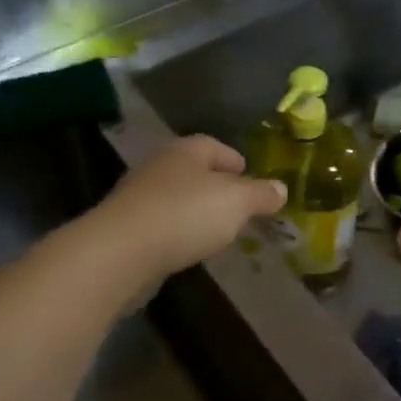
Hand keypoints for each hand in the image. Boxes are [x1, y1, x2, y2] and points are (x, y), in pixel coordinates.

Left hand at [94, 134, 285, 280]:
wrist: (120, 253)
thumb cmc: (185, 214)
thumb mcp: (236, 202)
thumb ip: (260, 194)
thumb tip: (281, 188)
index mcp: (186, 151)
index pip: (214, 146)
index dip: (234, 160)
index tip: (249, 176)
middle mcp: (159, 167)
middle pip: (194, 172)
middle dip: (216, 187)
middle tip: (238, 206)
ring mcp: (138, 198)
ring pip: (176, 199)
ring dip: (196, 211)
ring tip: (217, 231)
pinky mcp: (126, 230)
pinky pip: (161, 225)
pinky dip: (177, 233)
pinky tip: (188, 249)